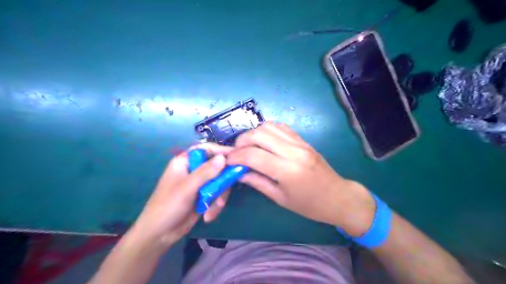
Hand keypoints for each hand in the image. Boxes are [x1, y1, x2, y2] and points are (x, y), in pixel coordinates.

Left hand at [129, 144, 233, 248]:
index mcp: (185, 162)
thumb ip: (205, 172)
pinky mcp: (205, 196)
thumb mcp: (187, 188)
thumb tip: (223, 157)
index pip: (207, 149)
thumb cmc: (168, 206)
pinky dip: (216, 205)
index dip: (221, 151)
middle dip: (223, 181)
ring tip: (216, 207)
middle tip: (227, 189)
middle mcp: (194, 170)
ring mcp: (200, 184)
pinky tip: (208, 216)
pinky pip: (218, 194)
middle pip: (217, 166)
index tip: (237, 156)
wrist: (159, 235)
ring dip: (220, 196)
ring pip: (220, 182)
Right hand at [228, 122, 376, 234]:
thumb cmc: (309, 205)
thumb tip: (238, 172)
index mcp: (288, 170)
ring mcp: (300, 142)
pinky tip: (264, 142)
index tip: (228, 161)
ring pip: (269, 125)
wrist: (337, 196)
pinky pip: (281, 127)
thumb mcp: (280, 198)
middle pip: (259, 134)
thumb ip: (257, 182)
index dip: (236, 156)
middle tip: (237, 153)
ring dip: (254, 133)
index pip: (253, 155)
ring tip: (249, 147)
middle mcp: (293, 151)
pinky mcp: (303, 139)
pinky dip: (267, 130)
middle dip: (242, 141)